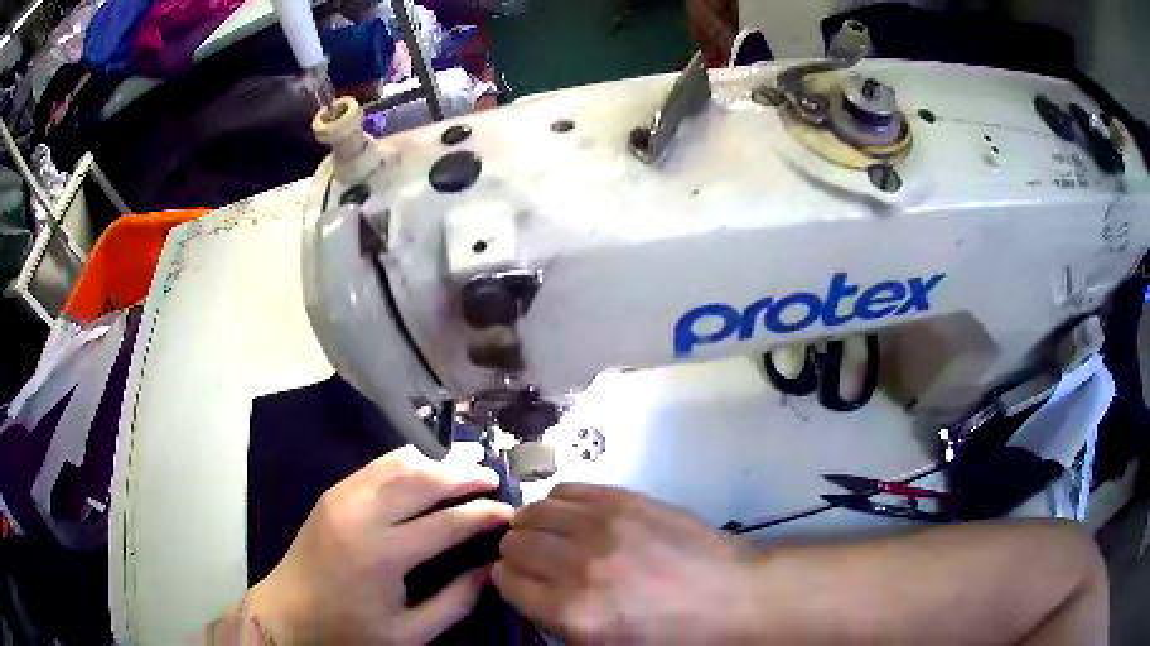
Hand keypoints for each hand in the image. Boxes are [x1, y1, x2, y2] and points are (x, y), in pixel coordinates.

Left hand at [246, 445, 512, 643]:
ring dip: (437, 464)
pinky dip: (407, 462)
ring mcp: (343, 497)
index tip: (511, 513)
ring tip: (465, 472)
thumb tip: (491, 568)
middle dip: (465, 477)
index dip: (485, 515)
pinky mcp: (332, 492)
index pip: (447, 522)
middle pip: (424, 481)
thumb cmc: (349, 629)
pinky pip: (376, 466)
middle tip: (494, 481)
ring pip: (399, 464)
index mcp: (383, 555)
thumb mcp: (409, 633)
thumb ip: (456, 602)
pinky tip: (424, 469)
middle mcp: (362, 515)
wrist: (288, 611)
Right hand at [493, 484, 762, 643]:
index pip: (505, 580)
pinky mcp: (625, 498)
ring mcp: (603, 525)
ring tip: (551, 536)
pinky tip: (573, 517)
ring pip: (534, 511)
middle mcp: (579, 564)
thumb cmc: (673, 635)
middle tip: (536, 561)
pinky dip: (559, 503)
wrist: (732, 597)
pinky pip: (567, 489)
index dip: (509, 581)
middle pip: (514, 543)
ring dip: (534, 525)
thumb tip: (529, 593)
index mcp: (572, 611)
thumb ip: (556, 623)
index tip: (520, 582)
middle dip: (517, 553)